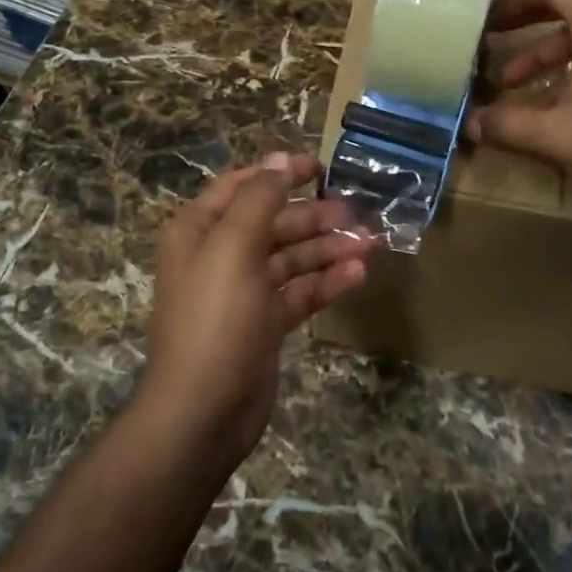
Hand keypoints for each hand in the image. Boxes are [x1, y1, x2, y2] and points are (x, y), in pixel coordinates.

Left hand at [136, 154, 373, 463]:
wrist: (203, 412)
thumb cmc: (215, 320)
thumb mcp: (234, 248)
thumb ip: (259, 198)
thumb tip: (280, 158)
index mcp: (201, 231)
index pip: (242, 187)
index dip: (279, 173)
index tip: (321, 166)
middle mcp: (220, 255)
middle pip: (273, 222)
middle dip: (313, 216)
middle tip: (356, 212)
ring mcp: (244, 291)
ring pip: (291, 258)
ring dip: (328, 248)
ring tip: (369, 242)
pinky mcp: (265, 323)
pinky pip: (299, 292)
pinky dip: (326, 283)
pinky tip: (357, 275)